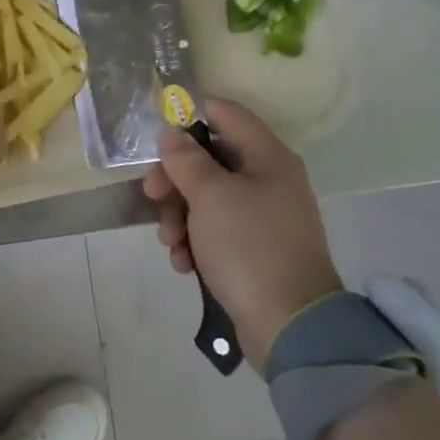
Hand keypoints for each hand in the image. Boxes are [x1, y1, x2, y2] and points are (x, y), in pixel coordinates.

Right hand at [143, 99, 342, 369]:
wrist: (288, 326)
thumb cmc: (249, 246)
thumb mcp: (210, 195)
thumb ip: (186, 158)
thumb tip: (171, 131)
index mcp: (267, 157)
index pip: (226, 114)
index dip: (190, 117)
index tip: (158, 137)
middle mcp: (268, 181)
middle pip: (210, 159)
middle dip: (175, 178)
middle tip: (151, 194)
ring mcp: (262, 217)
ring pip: (207, 197)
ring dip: (179, 215)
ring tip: (170, 242)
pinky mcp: (254, 250)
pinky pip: (215, 231)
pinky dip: (194, 242)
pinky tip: (183, 263)